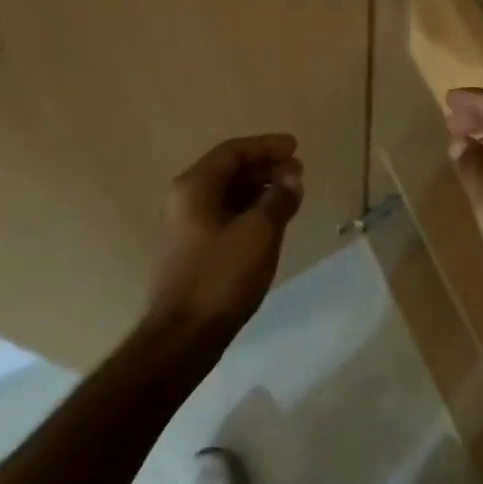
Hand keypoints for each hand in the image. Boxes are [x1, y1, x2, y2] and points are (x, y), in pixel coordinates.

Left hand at [144, 133, 303, 344]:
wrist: (184, 336)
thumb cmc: (221, 276)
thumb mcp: (259, 232)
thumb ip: (278, 199)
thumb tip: (292, 178)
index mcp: (195, 187)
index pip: (233, 152)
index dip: (266, 147)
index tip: (296, 148)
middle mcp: (186, 199)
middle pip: (229, 170)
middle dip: (265, 167)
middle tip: (298, 173)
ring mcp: (188, 226)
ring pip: (229, 194)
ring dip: (260, 189)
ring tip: (292, 194)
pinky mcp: (195, 249)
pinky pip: (226, 215)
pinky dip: (251, 210)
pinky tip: (273, 220)